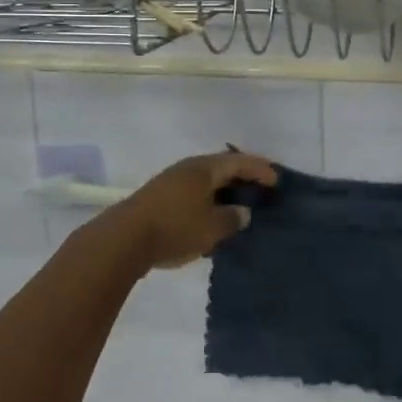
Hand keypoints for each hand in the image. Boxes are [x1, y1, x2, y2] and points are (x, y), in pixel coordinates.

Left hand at [99, 151, 278, 271]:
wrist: (124, 239)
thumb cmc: (174, 228)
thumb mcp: (211, 228)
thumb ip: (232, 218)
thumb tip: (243, 212)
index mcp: (204, 169)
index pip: (239, 162)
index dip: (260, 169)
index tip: (277, 180)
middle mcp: (188, 168)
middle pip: (221, 166)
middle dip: (242, 175)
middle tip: (261, 185)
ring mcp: (171, 181)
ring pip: (206, 180)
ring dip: (224, 188)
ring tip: (239, 201)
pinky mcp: (160, 197)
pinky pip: (193, 192)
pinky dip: (209, 199)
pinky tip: (212, 215)